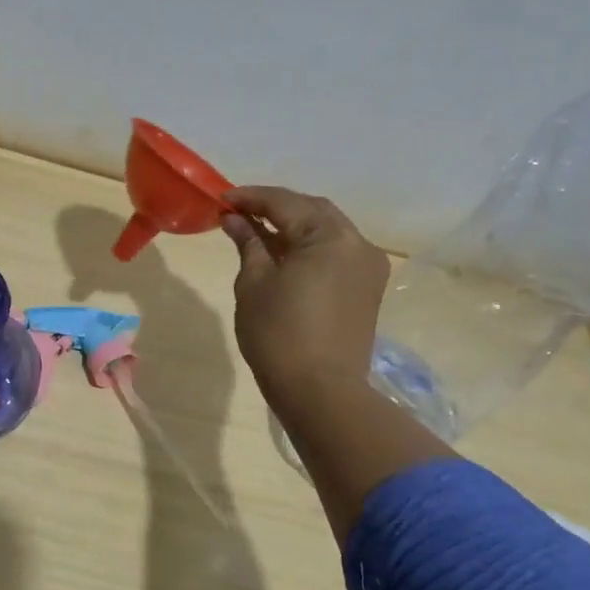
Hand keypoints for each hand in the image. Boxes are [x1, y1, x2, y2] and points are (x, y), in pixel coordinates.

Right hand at [222, 187, 450, 542]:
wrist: (320, 391)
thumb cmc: (278, 334)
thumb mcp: (254, 283)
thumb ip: (248, 243)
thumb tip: (234, 219)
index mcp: (330, 236)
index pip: (285, 203)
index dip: (250, 198)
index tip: (221, 199)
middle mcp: (357, 243)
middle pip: (312, 210)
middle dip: (275, 207)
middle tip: (239, 212)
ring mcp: (367, 266)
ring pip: (326, 230)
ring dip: (293, 226)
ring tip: (257, 231)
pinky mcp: (367, 288)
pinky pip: (335, 252)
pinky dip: (309, 246)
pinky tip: (283, 254)